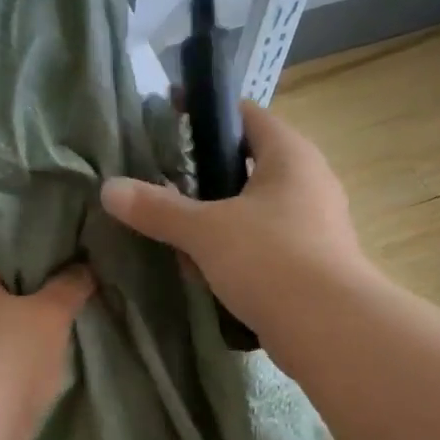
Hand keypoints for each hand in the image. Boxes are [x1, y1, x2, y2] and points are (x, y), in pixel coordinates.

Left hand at [0, 266, 94, 439]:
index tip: (69, 281)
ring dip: (26, 344)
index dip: (39, 271)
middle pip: (4, 304)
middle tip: (71, 314)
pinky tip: (41, 379)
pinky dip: (17, 372)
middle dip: (34, 311)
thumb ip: (70, 286)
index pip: (8, 267)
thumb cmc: (15, 354)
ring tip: (62, 348)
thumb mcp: (53, 312)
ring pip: (1, 339)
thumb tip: (83, 267)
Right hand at [100, 101, 362, 336]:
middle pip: (246, 165)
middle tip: (165, 190)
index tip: (168, 116)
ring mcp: (313, 225)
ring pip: (252, 211)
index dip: (205, 111)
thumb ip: (157, 209)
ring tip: (180, 243)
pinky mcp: (311, 263)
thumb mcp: (204, 231)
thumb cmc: (270, 259)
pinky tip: (208, 278)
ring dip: (216, 225)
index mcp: (289, 155)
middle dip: (204, 179)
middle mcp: (308, 182)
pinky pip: (263, 246)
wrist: (330, 329)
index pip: (245, 114)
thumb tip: (109, 189)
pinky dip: (234, 256)